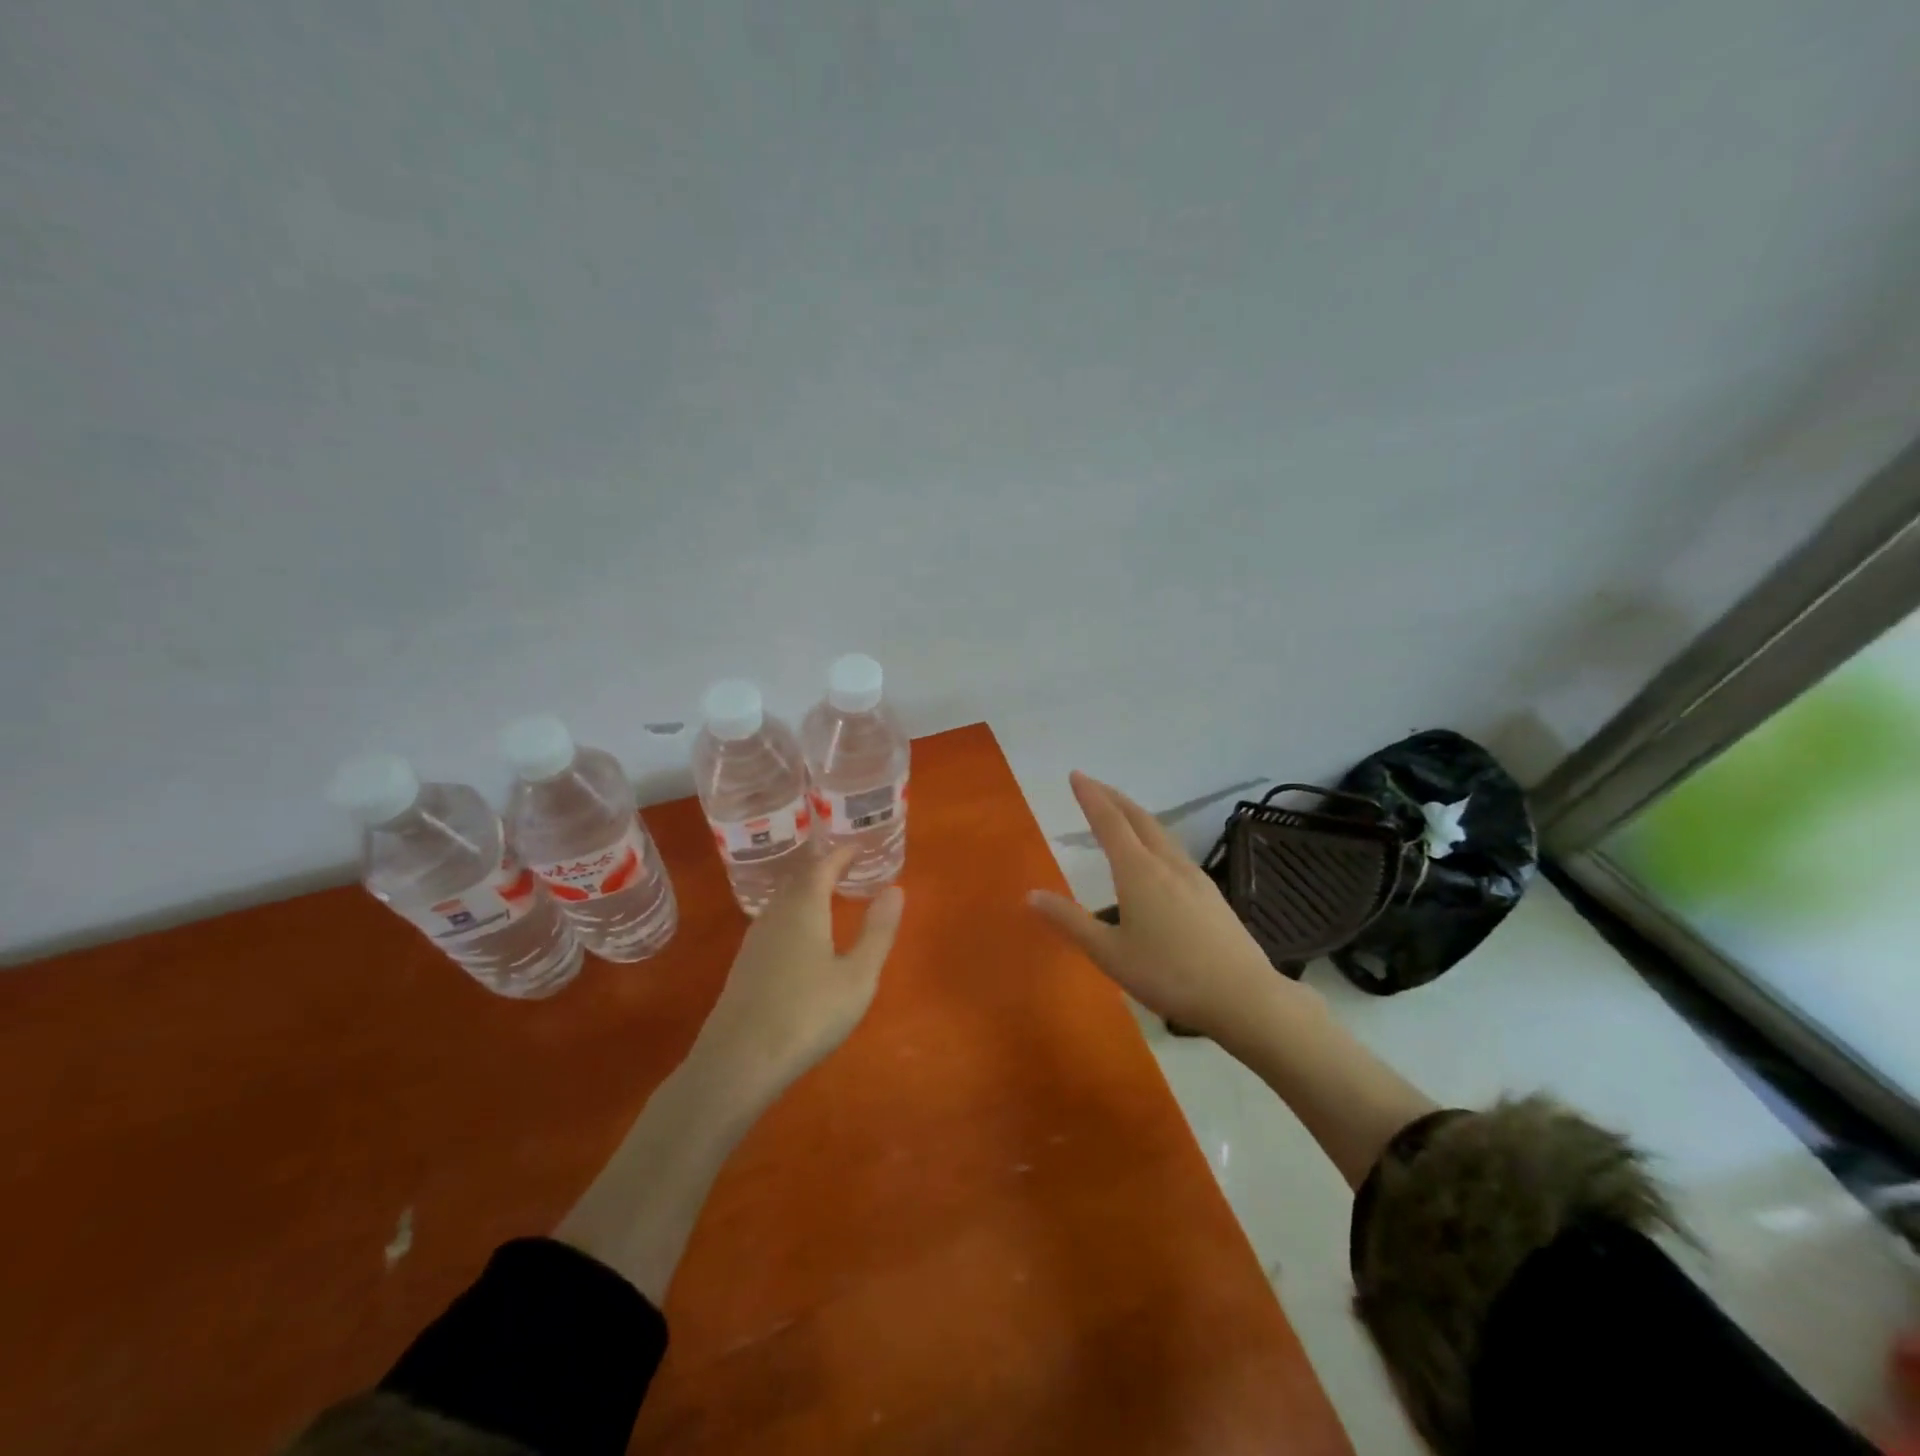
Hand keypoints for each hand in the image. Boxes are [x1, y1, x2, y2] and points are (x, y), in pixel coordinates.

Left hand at [693, 844, 905, 1092]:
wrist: (738, 1061)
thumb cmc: (808, 1014)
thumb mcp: (858, 975)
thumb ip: (878, 930)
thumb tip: (895, 888)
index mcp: (804, 908)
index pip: (823, 866)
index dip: (841, 854)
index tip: (859, 847)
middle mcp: (775, 914)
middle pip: (798, 880)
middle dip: (823, 869)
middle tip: (846, 866)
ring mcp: (754, 941)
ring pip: (782, 901)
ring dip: (805, 891)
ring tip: (827, 895)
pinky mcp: (744, 966)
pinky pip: (773, 923)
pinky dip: (793, 914)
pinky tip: (800, 936)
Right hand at [1029, 772, 1282, 1041]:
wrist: (1243, 996)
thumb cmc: (1168, 974)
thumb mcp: (1109, 953)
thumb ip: (1071, 921)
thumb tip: (1031, 895)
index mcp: (1138, 871)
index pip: (1109, 822)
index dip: (1090, 797)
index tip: (1076, 775)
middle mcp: (1166, 863)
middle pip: (1138, 818)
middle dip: (1113, 797)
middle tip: (1093, 785)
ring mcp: (1194, 876)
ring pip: (1160, 831)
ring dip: (1136, 815)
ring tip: (1120, 813)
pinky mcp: (1210, 892)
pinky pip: (1174, 849)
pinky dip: (1154, 836)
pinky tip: (1156, 854)